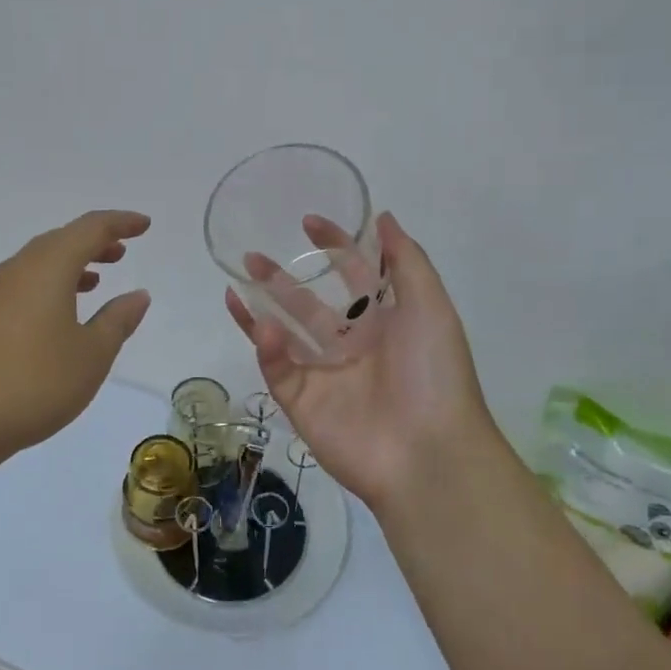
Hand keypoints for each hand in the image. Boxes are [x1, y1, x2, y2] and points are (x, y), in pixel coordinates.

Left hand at [0, 210, 152, 462]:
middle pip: (60, 241)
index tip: (144, 225)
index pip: (90, 229)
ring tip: (95, 280)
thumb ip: (117, 320)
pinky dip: (48, 286)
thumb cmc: (34, 381)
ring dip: (70, 265)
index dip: (120, 223)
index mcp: (49, 266)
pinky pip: (22, 285)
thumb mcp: (91, 354)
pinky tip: (57, 315)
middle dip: (93, 242)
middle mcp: (18, 269)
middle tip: (121, 251)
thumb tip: (138, 295)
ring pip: (38, 263)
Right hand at [224, 212, 498, 512]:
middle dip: (281, 279)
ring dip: (260, 308)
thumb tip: (383, 216)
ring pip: (284, 335)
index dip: (333, 247)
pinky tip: (260, 325)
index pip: (353, 275)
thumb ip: (405, 260)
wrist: (428, 453)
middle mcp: (351, 345)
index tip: (308, 222)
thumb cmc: (434, 373)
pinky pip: (279, 369)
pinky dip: (267, 347)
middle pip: (308, 304)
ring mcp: (324, 375)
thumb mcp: (430, 306)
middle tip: (252, 256)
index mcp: (384, 322)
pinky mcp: (302, 403)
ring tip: (236, 281)